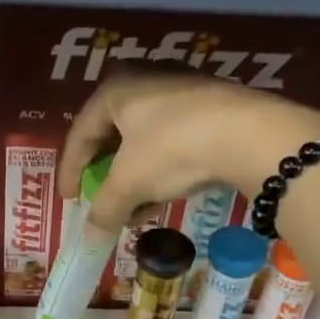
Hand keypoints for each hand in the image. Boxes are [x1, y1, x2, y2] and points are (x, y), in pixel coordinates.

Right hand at [60, 66, 319, 230]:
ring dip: (133, 178)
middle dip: (103, 173)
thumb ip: (104, 209)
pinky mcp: (210, 108)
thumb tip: (89, 237)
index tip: (68, 201)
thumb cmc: (173, 149)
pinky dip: (159, 171)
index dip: (69, 172)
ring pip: (143, 141)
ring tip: (130, 210)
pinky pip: (170, 142)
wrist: (251, 135)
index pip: (80, 134)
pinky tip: (161, 199)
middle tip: (97, 197)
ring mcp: (180, 92)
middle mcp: (144, 81)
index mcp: (115, 90)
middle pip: (111, 134)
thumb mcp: (130, 183)